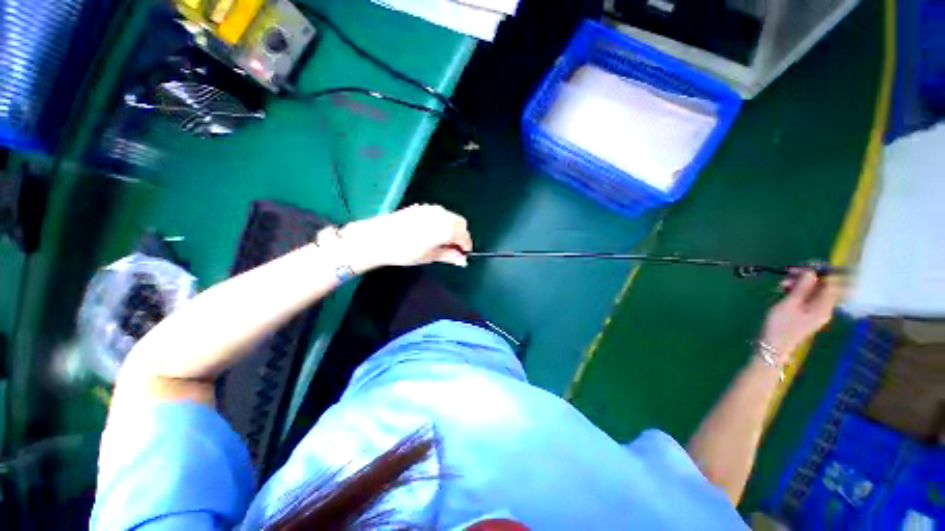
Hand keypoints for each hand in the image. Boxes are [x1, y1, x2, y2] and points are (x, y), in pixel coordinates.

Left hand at [339, 204, 471, 271]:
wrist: (378, 238)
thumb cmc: (405, 251)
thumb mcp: (430, 256)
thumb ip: (449, 256)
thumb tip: (463, 260)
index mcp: (446, 228)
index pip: (464, 235)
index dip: (466, 245)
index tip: (464, 254)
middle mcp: (442, 215)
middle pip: (460, 223)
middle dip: (461, 235)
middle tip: (454, 249)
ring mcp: (431, 209)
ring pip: (450, 216)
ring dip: (453, 227)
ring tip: (444, 241)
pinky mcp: (421, 207)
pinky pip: (439, 213)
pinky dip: (443, 222)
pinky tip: (433, 232)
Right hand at [759, 269, 840, 358]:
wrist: (772, 347)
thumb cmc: (780, 325)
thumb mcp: (788, 304)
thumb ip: (801, 287)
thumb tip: (811, 271)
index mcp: (824, 306)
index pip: (831, 283)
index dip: (819, 271)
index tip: (802, 266)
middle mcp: (825, 308)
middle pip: (823, 286)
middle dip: (807, 277)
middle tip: (787, 273)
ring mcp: (816, 311)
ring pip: (814, 291)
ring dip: (800, 283)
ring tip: (782, 284)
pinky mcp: (807, 313)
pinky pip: (808, 297)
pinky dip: (798, 291)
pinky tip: (785, 290)